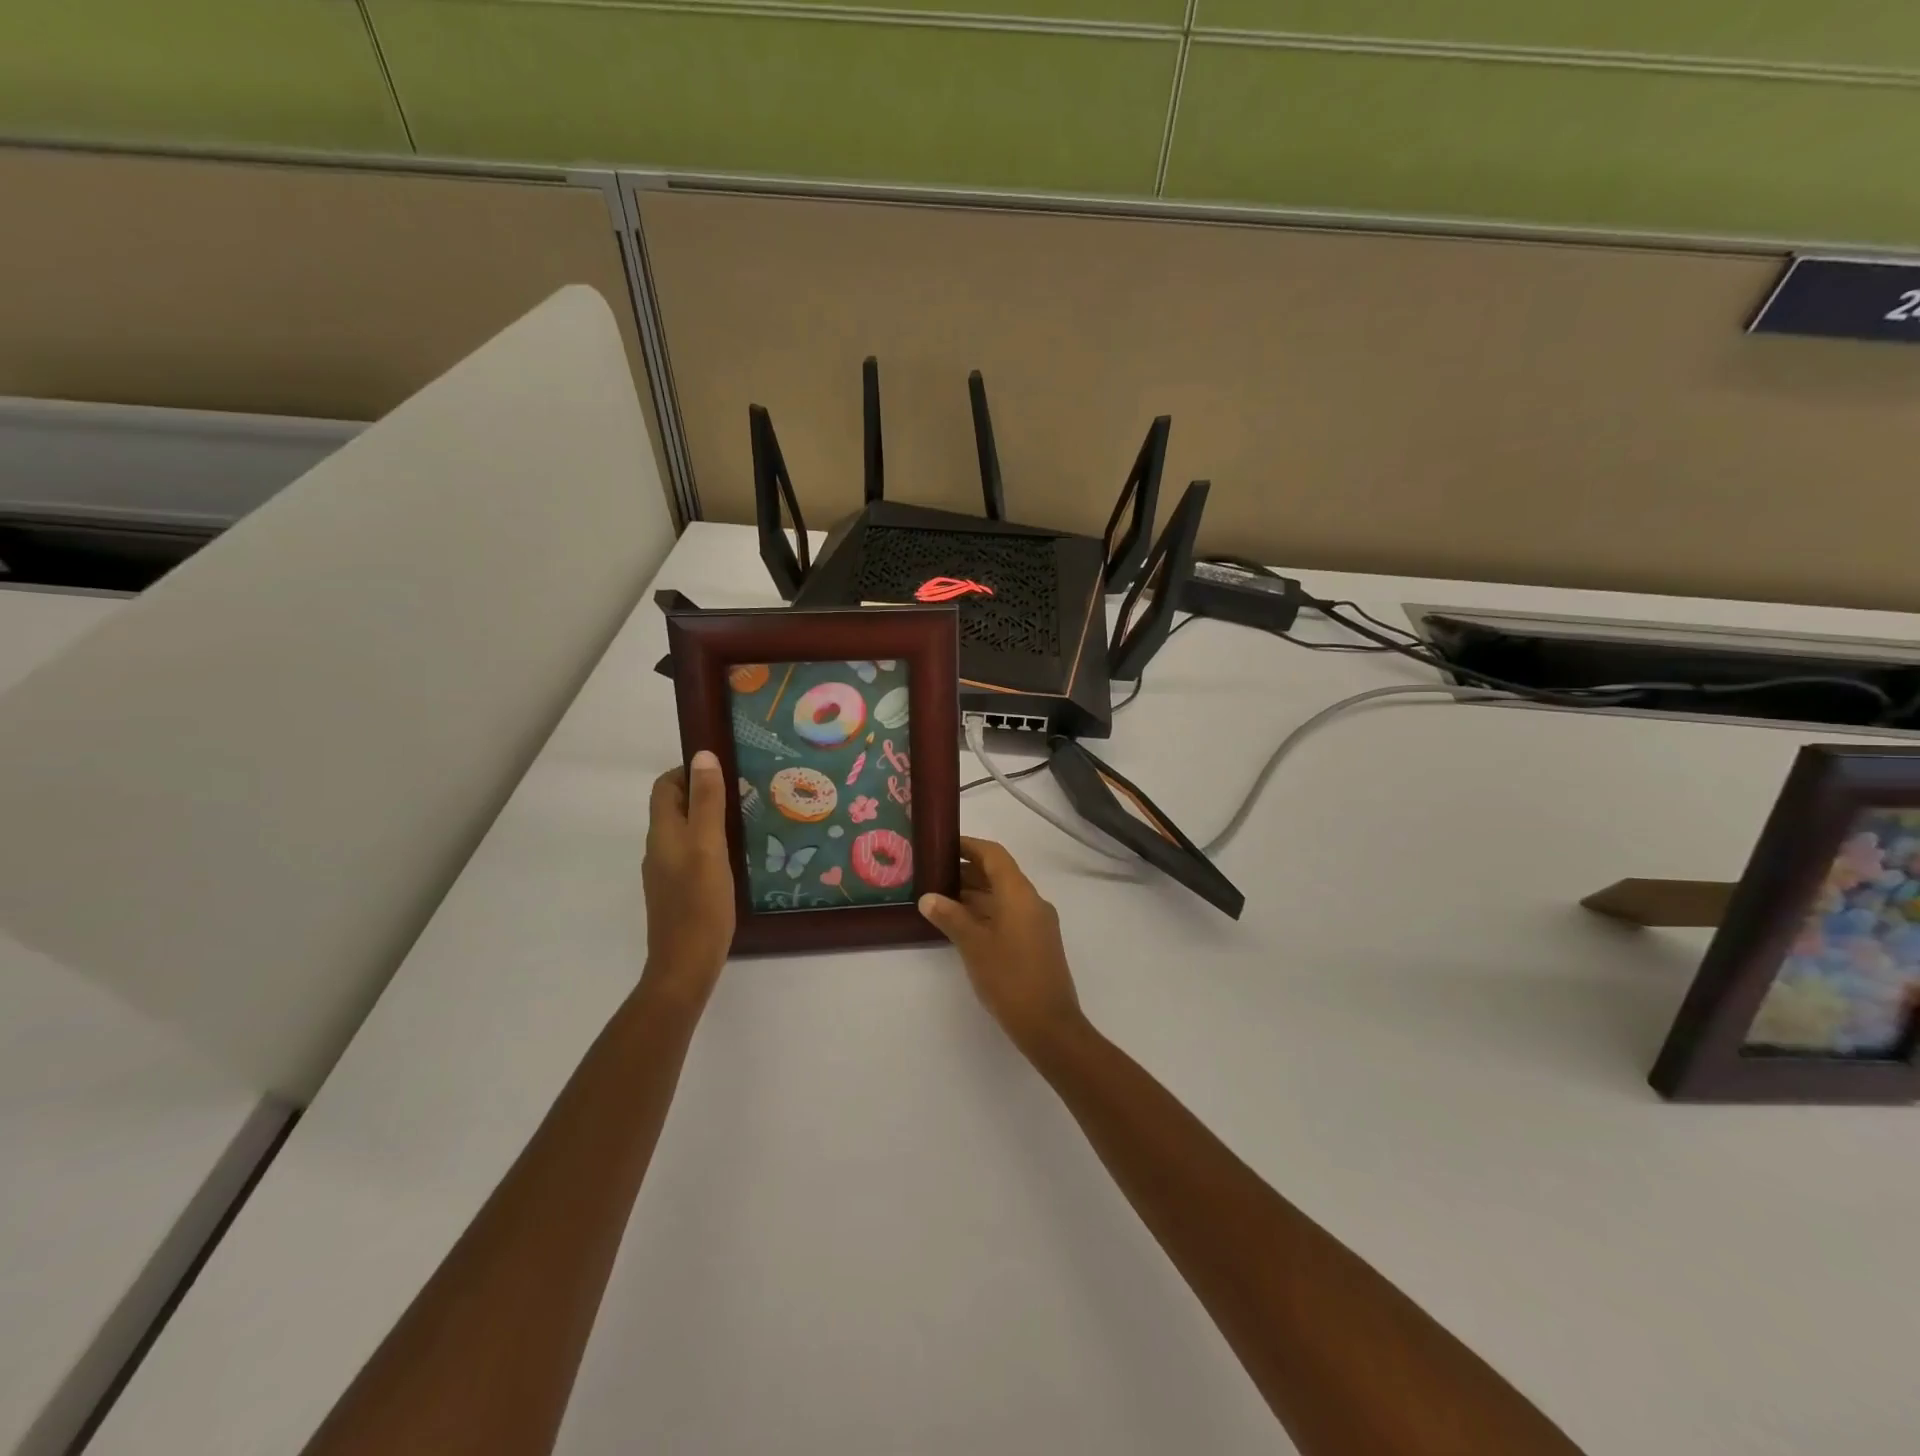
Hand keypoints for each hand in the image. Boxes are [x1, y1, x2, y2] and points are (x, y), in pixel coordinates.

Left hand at [641, 750, 735, 1001]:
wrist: (686, 965)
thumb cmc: (700, 903)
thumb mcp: (708, 846)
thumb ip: (706, 802)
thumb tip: (702, 755)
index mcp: (663, 833)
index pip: (665, 786)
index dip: (689, 771)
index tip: (725, 770)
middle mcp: (660, 848)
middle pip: (676, 807)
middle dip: (705, 793)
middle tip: (745, 791)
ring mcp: (668, 872)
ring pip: (687, 831)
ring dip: (711, 819)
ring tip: (748, 818)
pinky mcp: (680, 891)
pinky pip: (694, 854)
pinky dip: (713, 844)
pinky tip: (739, 855)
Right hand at [919, 837, 1085, 1055]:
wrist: (1049, 1025)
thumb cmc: (1009, 978)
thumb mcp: (973, 945)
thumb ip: (950, 917)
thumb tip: (928, 897)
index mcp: (1019, 894)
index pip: (994, 855)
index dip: (969, 846)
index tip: (943, 846)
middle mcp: (1032, 901)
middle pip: (999, 874)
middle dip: (967, 871)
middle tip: (933, 874)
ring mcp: (1037, 922)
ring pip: (1003, 896)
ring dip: (975, 893)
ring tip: (940, 898)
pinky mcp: (1037, 942)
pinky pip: (1009, 914)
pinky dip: (986, 912)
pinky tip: (962, 924)